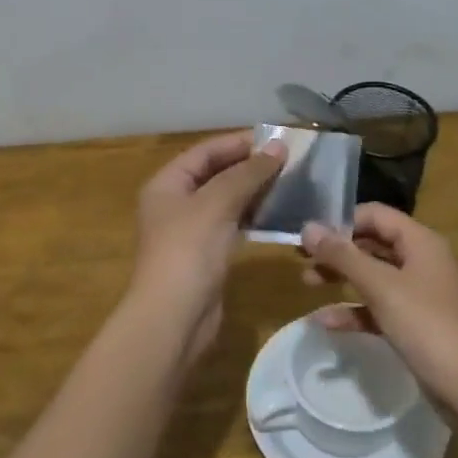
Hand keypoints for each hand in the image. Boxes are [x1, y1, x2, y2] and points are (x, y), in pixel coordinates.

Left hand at [131, 132, 286, 359]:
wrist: (174, 318)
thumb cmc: (188, 251)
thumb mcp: (217, 204)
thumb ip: (247, 173)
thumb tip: (278, 147)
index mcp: (167, 184)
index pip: (205, 152)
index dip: (238, 143)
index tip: (277, 140)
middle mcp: (175, 204)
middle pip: (215, 175)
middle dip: (250, 167)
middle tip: (290, 161)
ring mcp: (191, 232)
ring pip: (226, 201)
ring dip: (255, 191)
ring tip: (291, 183)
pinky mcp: (207, 256)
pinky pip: (232, 226)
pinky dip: (253, 217)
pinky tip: (279, 213)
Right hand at [300, 205, 457, 395]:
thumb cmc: (425, 324)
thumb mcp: (380, 286)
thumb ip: (342, 256)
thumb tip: (308, 228)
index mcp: (419, 242)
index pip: (375, 215)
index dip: (342, 221)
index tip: (310, 237)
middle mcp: (420, 260)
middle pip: (371, 244)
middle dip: (337, 250)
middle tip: (302, 259)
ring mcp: (418, 293)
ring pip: (372, 275)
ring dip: (341, 277)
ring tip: (307, 283)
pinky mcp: (413, 322)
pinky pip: (378, 306)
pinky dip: (354, 309)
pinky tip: (326, 322)